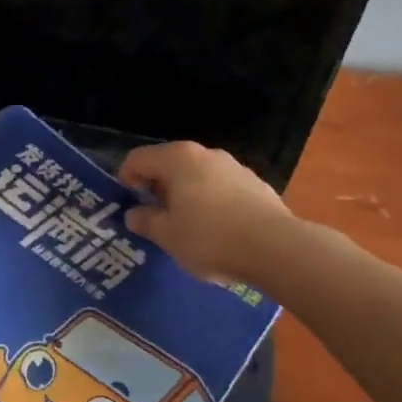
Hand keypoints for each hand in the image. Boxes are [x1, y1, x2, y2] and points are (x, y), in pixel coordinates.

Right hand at [117, 141, 291, 282]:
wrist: (276, 247)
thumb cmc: (210, 238)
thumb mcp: (167, 236)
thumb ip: (145, 221)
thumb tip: (133, 214)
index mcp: (177, 159)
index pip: (138, 158)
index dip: (126, 179)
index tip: (128, 205)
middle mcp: (204, 154)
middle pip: (169, 164)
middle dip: (157, 188)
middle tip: (154, 218)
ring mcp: (233, 166)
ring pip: (197, 176)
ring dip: (185, 195)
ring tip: (186, 227)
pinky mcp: (255, 183)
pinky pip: (220, 188)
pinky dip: (210, 202)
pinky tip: (217, 230)